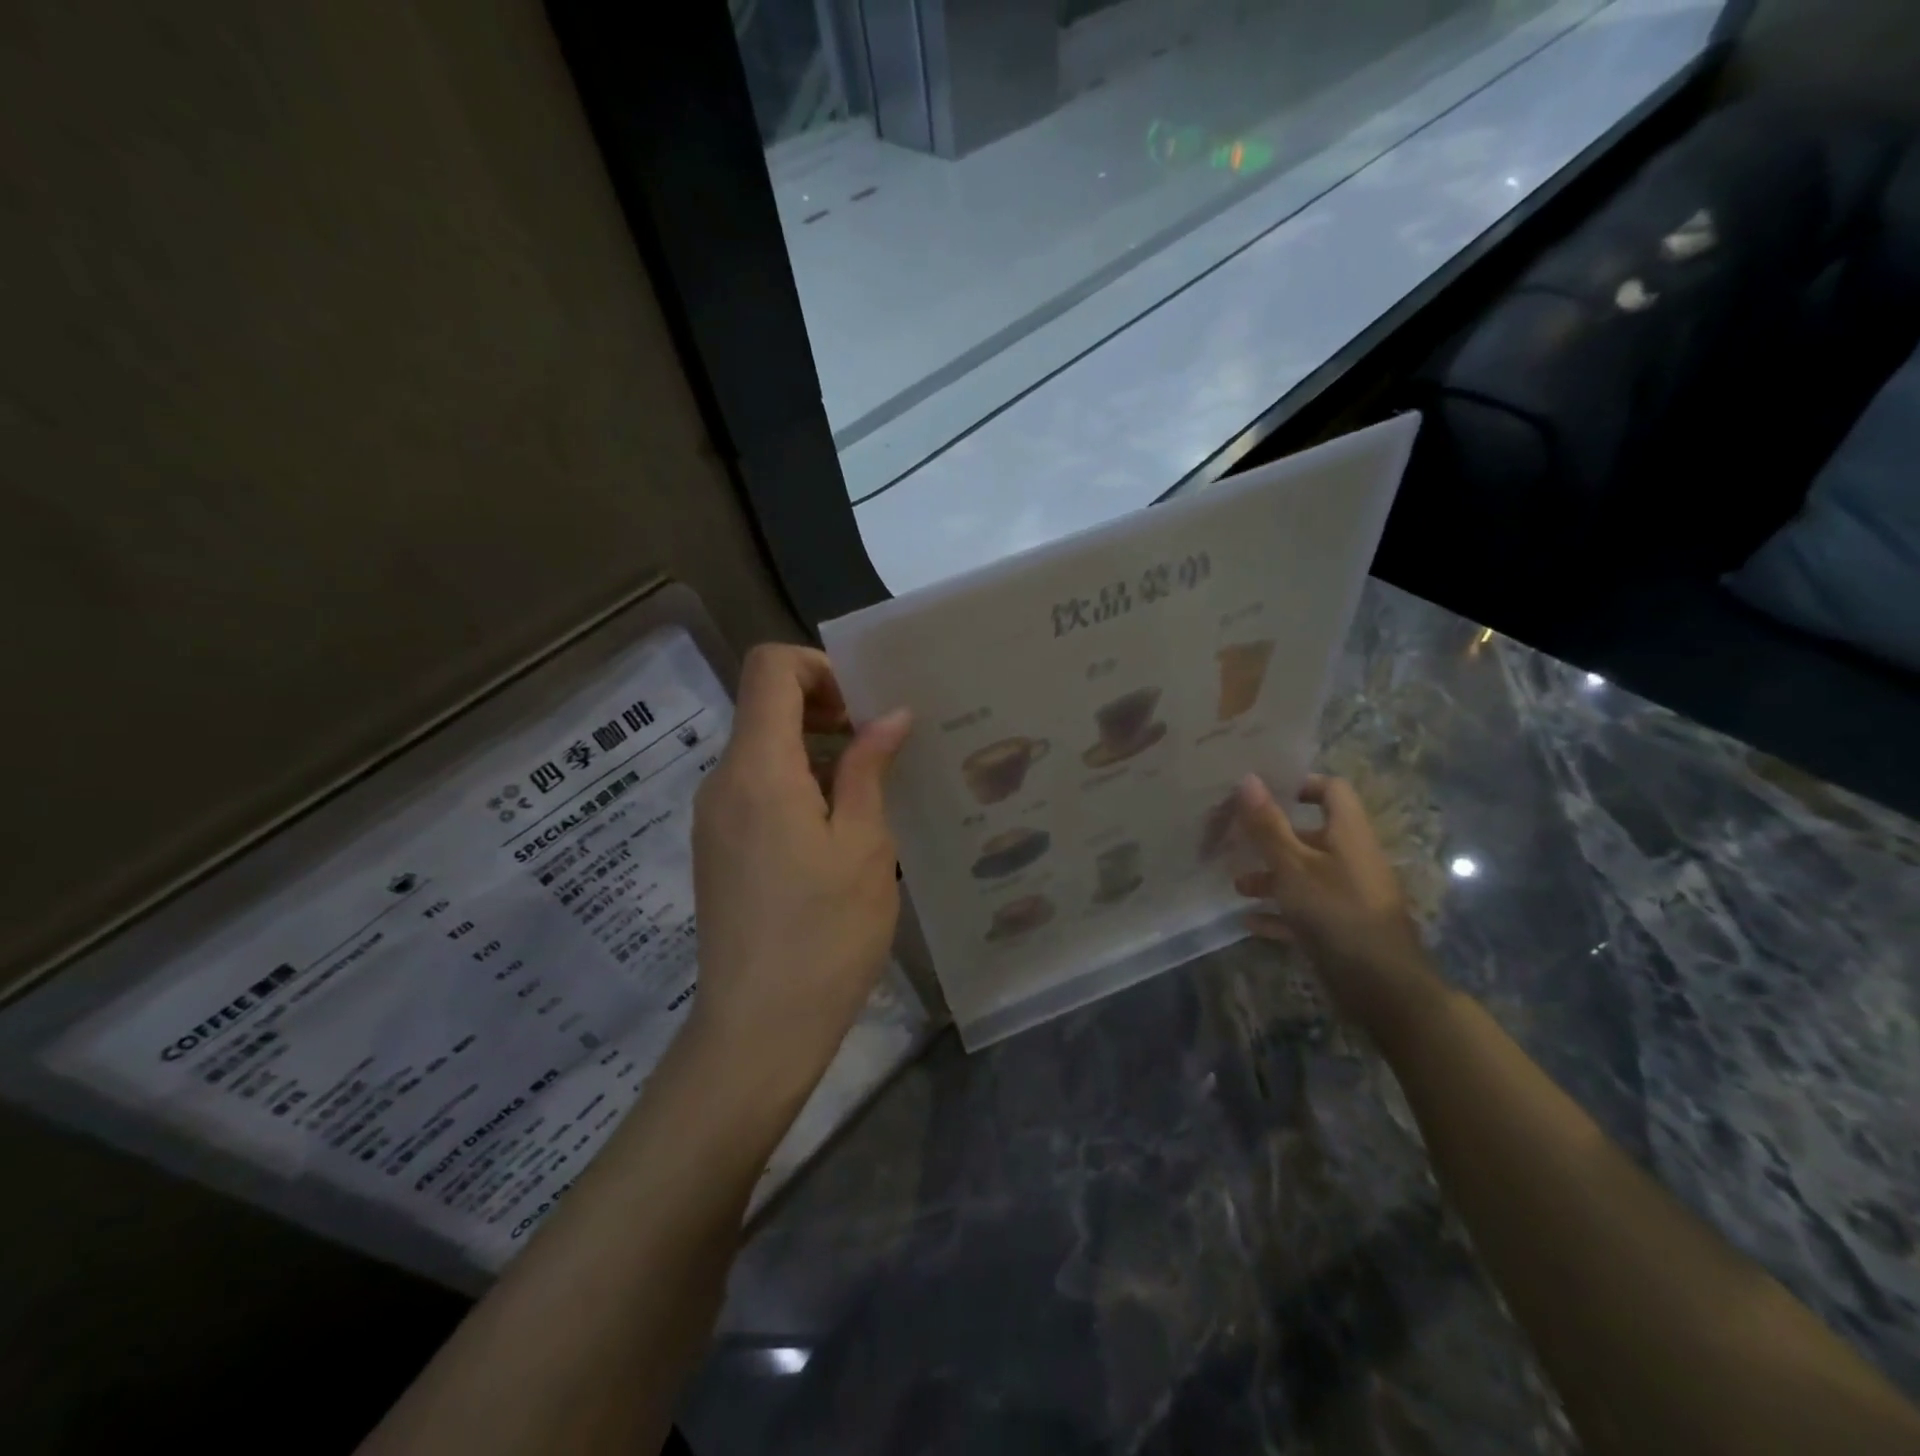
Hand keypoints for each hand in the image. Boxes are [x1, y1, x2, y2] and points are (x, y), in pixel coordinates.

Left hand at [689, 645, 910, 1087]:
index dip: (820, 667)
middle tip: (882, 745)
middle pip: (765, 705)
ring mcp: (713, 818)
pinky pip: (756, 788)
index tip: (865, 706)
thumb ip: (869, 769)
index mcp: (757, 769)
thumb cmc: (824, 935)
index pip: (770, 668)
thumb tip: (890, 715)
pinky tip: (838, 829)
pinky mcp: (718, 848)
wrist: (758, 1030)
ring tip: (871, 791)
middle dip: (826, 708)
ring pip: (763, 749)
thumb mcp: (864, 846)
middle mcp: (722, 782)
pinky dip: (798, 783)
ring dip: (816, 750)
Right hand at [1233, 773, 1442, 1044]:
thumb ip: (1268, 825)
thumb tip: (1248, 779)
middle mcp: (1350, 858)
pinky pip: (1304, 911)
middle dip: (1271, 838)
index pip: (1331, 790)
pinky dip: (1278, 913)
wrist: (1382, 986)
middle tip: (1234, 839)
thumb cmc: (1336, 912)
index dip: (1300, 784)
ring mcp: (1346, 895)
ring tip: (1237, 886)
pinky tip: (1249, 922)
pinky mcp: (1340, 927)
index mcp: (1347, 834)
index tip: (1264, 794)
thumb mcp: (1293, 866)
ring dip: (1270, 877)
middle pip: (1309, 835)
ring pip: (1303, 875)